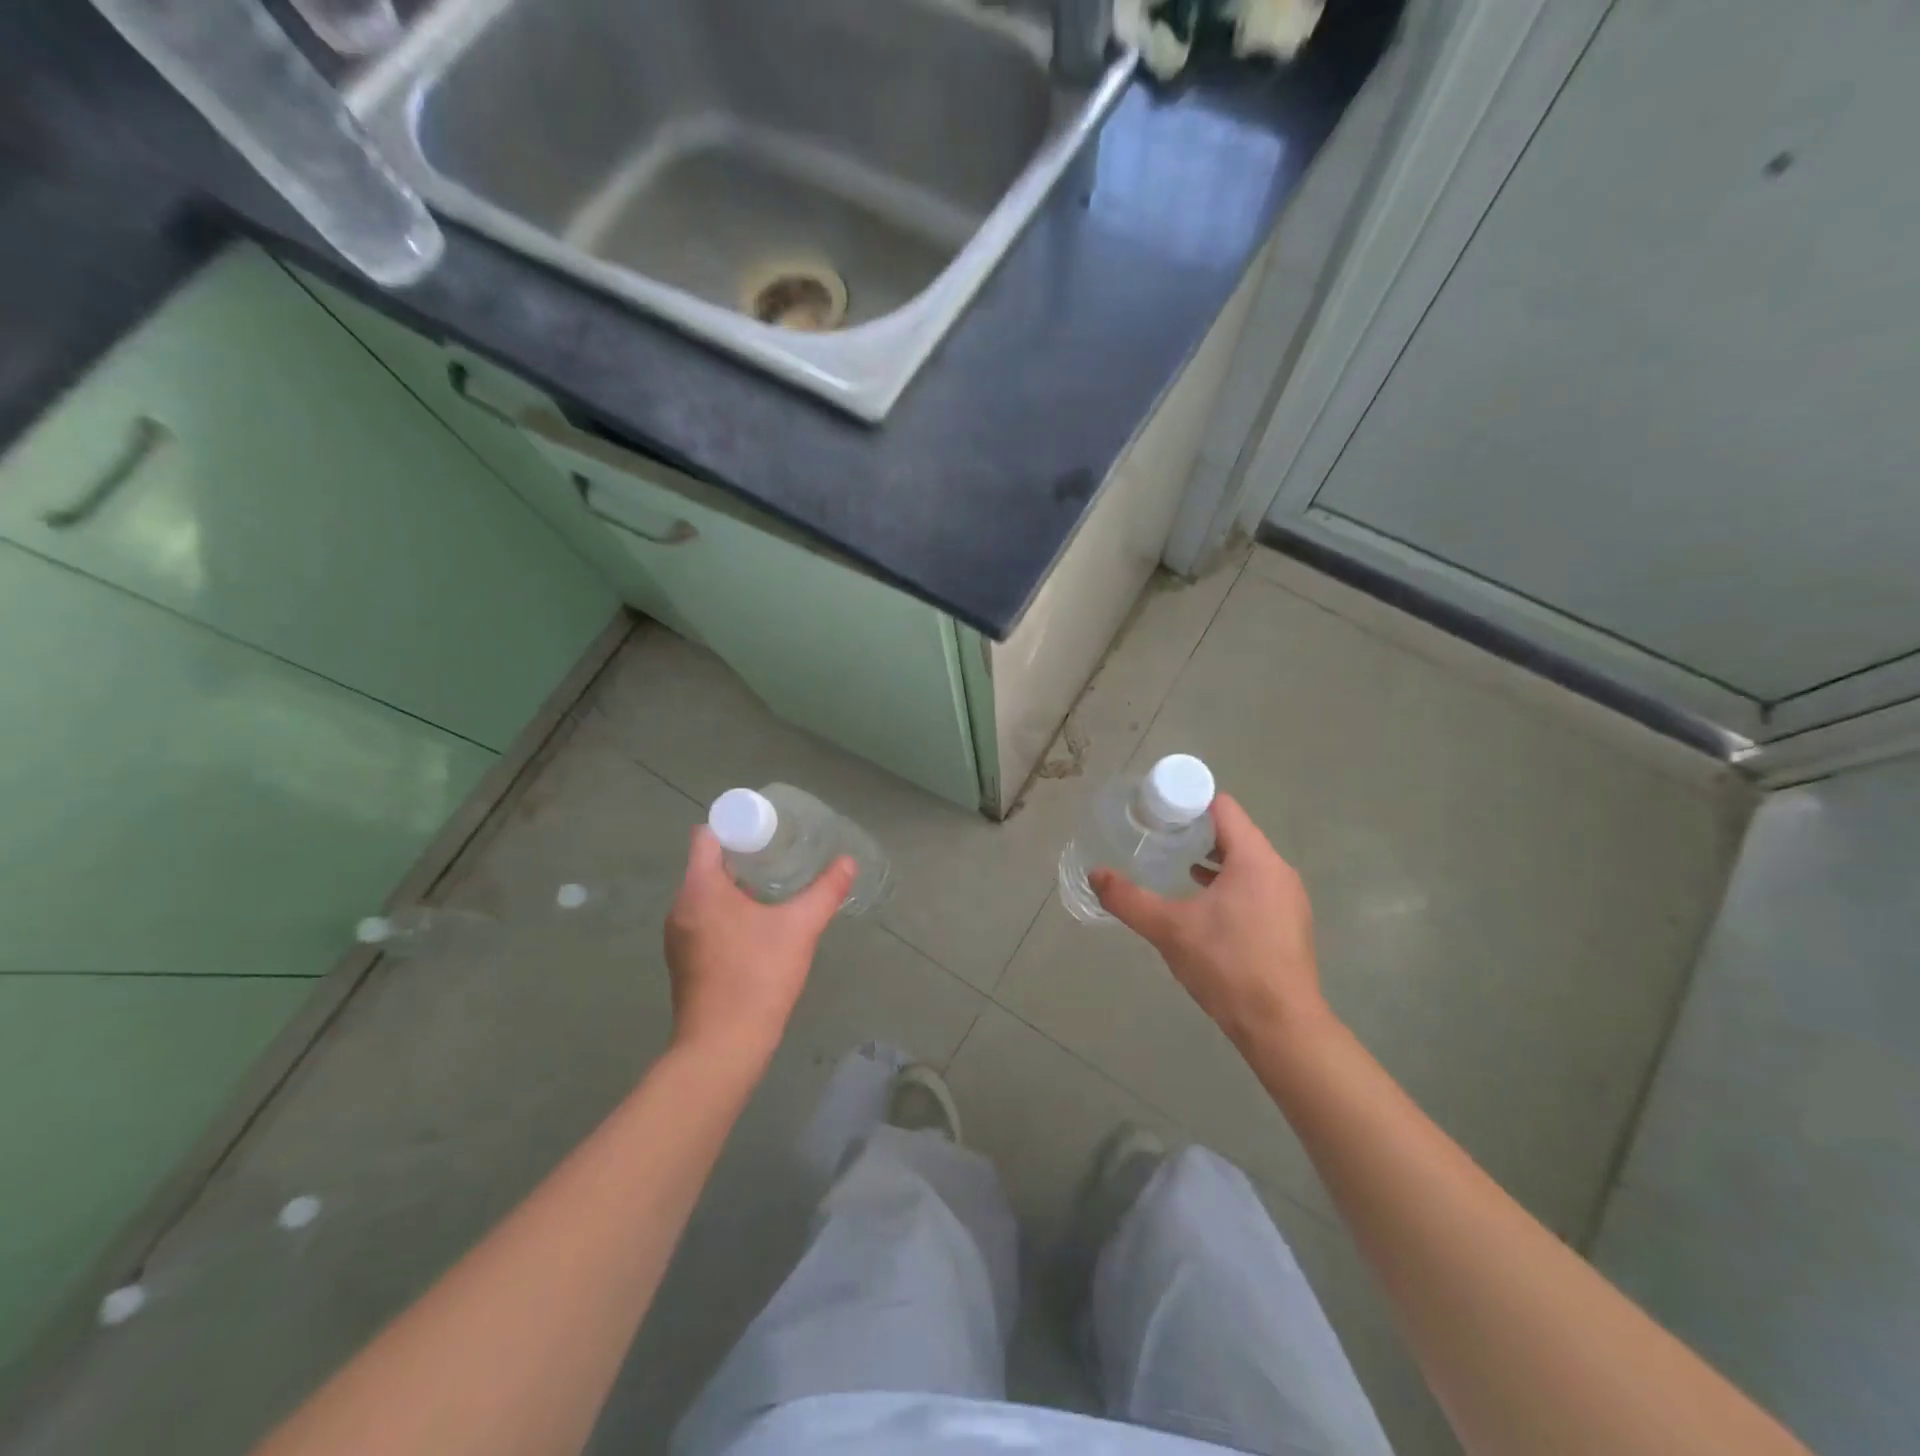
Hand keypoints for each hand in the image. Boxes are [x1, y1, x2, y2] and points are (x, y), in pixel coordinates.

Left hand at [664, 827, 856, 1059]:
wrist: (722, 1047)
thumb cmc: (758, 977)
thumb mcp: (800, 928)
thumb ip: (825, 891)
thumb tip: (848, 862)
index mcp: (700, 889)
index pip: (708, 836)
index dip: (737, 826)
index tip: (768, 830)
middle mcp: (681, 907)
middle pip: (707, 863)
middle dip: (743, 855)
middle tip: (781, 854)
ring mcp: (678, 936)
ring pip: (706, 893)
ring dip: (736, 885)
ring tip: (774, 886)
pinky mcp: (684, 960)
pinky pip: (704, 918)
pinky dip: (728, 911)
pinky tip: (759, 924)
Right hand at [1091, 794, 1330, 1052]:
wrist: (1281, 1027)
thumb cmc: (1227, 966)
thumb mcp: (1169, 929)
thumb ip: (1129, 899)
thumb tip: (1095, 874)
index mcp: (1255, 860)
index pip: (1223, 808)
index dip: (1189, 803)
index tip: (1158, 813)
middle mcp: (1278, 871)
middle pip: (1234, 832)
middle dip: (1196, 832)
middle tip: (1159, 838)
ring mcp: (1288, 898)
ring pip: (1245, 862)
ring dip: (1212, 859)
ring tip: (1175, 866)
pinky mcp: (1289, 923)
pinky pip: (1255, 886)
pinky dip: (1228, 884)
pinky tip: (1202, 903)